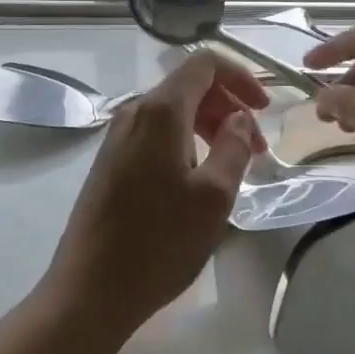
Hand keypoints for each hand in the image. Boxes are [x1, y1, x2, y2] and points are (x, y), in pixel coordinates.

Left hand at [43, 51, 268, 336]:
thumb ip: (233, 146)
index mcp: (161, 111)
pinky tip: (199, 177)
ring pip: (173, 111)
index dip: (240, 76)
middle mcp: (135, 112)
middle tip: (257, 147)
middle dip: (229, 105)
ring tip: (234, 163)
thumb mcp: (213, 196)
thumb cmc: (159, 242)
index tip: (265, 109)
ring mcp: (118, 137)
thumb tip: (240, 116)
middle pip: (189, 85)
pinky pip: (156, 133)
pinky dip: (186, 141)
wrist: (89, 290)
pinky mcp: (111, 161)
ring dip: (209, 125)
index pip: (204, 64)